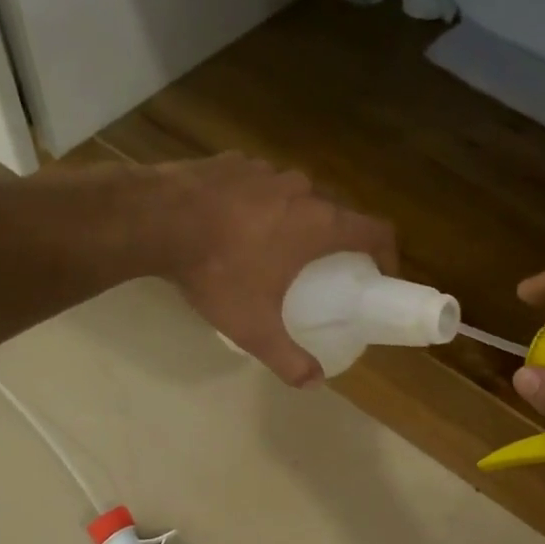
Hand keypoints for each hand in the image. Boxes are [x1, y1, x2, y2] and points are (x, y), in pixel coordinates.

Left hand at [153, 153, 395, 385]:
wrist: (156, 219)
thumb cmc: (217, 271)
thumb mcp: (254, 327)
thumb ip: (288, 359)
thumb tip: (313, 383)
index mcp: (319, 224)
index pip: (377, 230)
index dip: (388, 253)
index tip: (380, 275)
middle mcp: (302, 189)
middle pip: (338, 212)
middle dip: (339, 240)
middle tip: (326, 269)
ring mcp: (266, 170)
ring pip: (298, 195)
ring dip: (298, 219)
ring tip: (276, 247)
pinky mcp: (234, 160)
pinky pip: (261, 184)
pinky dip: (261, 204)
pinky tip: (237, 225)